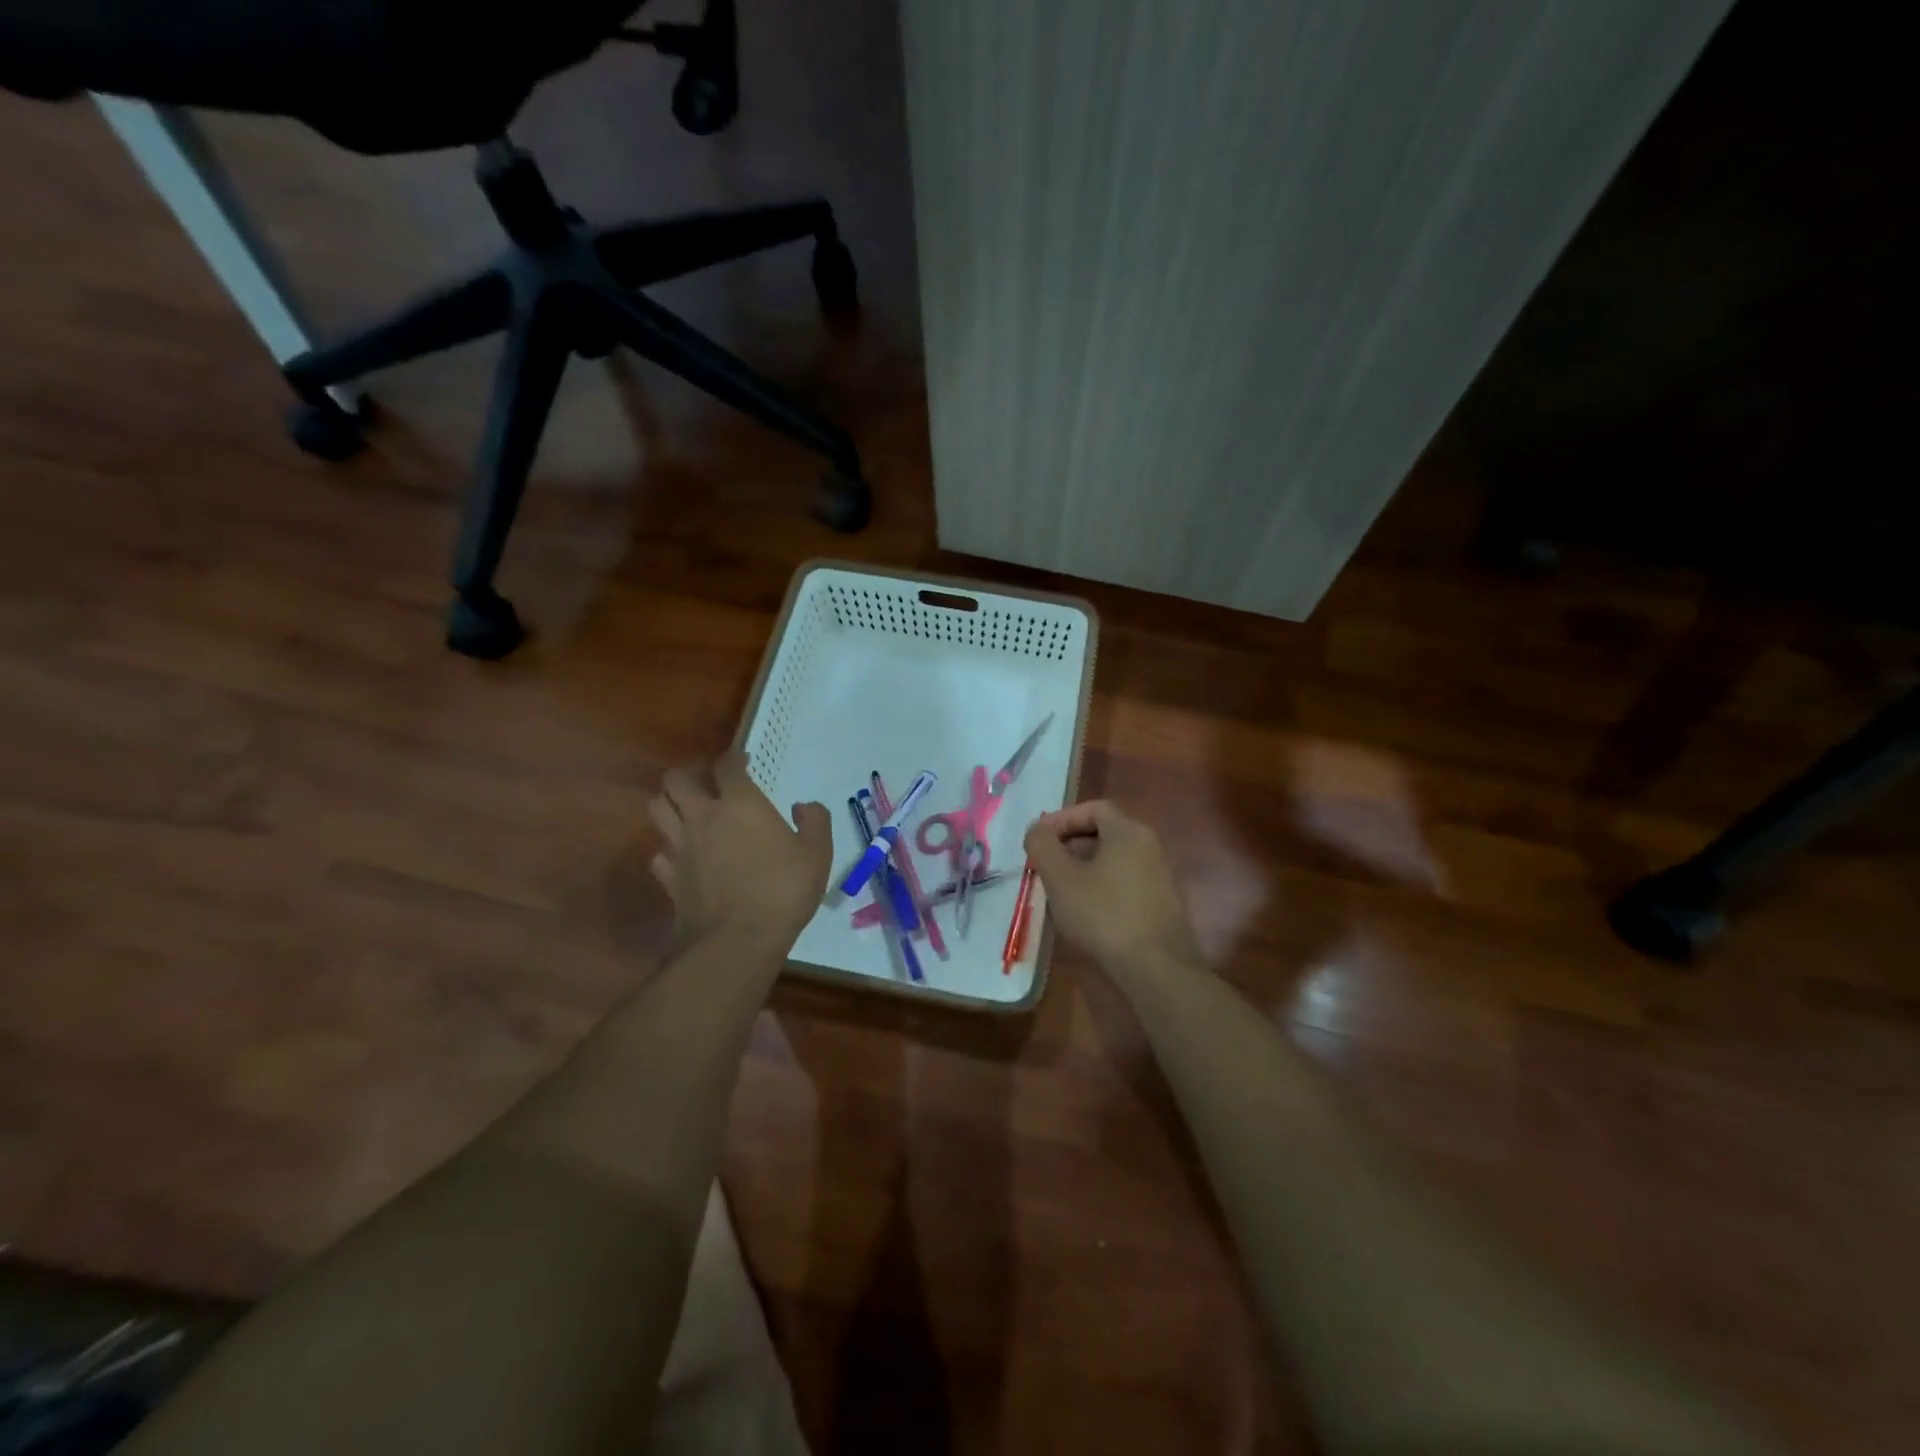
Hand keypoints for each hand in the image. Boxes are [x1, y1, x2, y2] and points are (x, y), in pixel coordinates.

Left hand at [649, 751, 831, 948]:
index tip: (742, 762)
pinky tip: (682, 856)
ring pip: (656, 808)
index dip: (732, 759)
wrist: (737, 941)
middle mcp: (703, 816)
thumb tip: (803, 806)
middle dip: (689, 775)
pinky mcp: (668, 876)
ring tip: (686, 812)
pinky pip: (658, 852)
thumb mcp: (818, 854)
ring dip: (669, 804)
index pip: (725, 766)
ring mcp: (680, 846)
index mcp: (740, 804)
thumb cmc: (782, 891)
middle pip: (676, 780)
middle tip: (707, 785)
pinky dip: (667, 849)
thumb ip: (815, 821)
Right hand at [1024, 800, 1203, 978]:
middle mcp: (1149, 845)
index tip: (1038, 841)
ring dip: (1084, 866)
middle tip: (1045, 864)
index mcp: (1128, 831)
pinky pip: (1125, 880)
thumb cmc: (1103, 915)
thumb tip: (1037, 830)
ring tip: (1060, 889)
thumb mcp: (1061, 878)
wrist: (1157, 968)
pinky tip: (1086, 911)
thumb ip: (1043, 846)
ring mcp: (1160, 874)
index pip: (1092, 808)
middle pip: (1104, 831)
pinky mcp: (1162, 902)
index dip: (1061, 819)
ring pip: (1114, 858)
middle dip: (1069, 843)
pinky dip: (1102, 885)